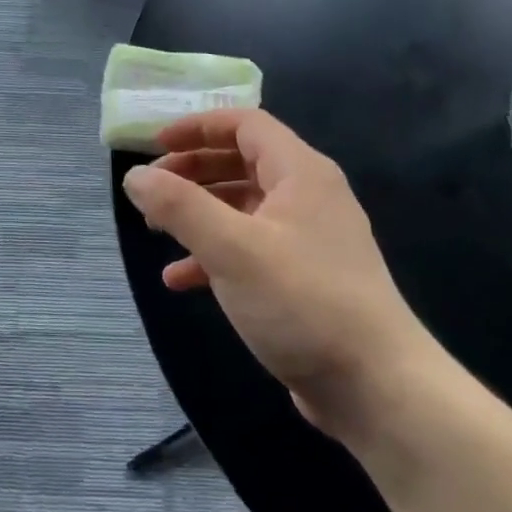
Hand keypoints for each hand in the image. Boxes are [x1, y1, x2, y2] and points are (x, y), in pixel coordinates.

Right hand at [121, 108, 440, 440]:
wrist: (376, 387)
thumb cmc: (302, 302)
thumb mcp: (231, 248)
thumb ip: (179, 206)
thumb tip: (135, 176)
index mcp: (300, 173)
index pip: (246, 124)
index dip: (197, 126)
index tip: (154, 145)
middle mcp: (308, 197)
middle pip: (242, 162)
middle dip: (193, 170)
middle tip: (151, 189)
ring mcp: (309, 240)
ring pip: (243, 208)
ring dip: (199, 213)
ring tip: (156, 231)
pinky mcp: (304, 279)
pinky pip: (251, 249)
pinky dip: (214, 255)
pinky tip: (180, 280)